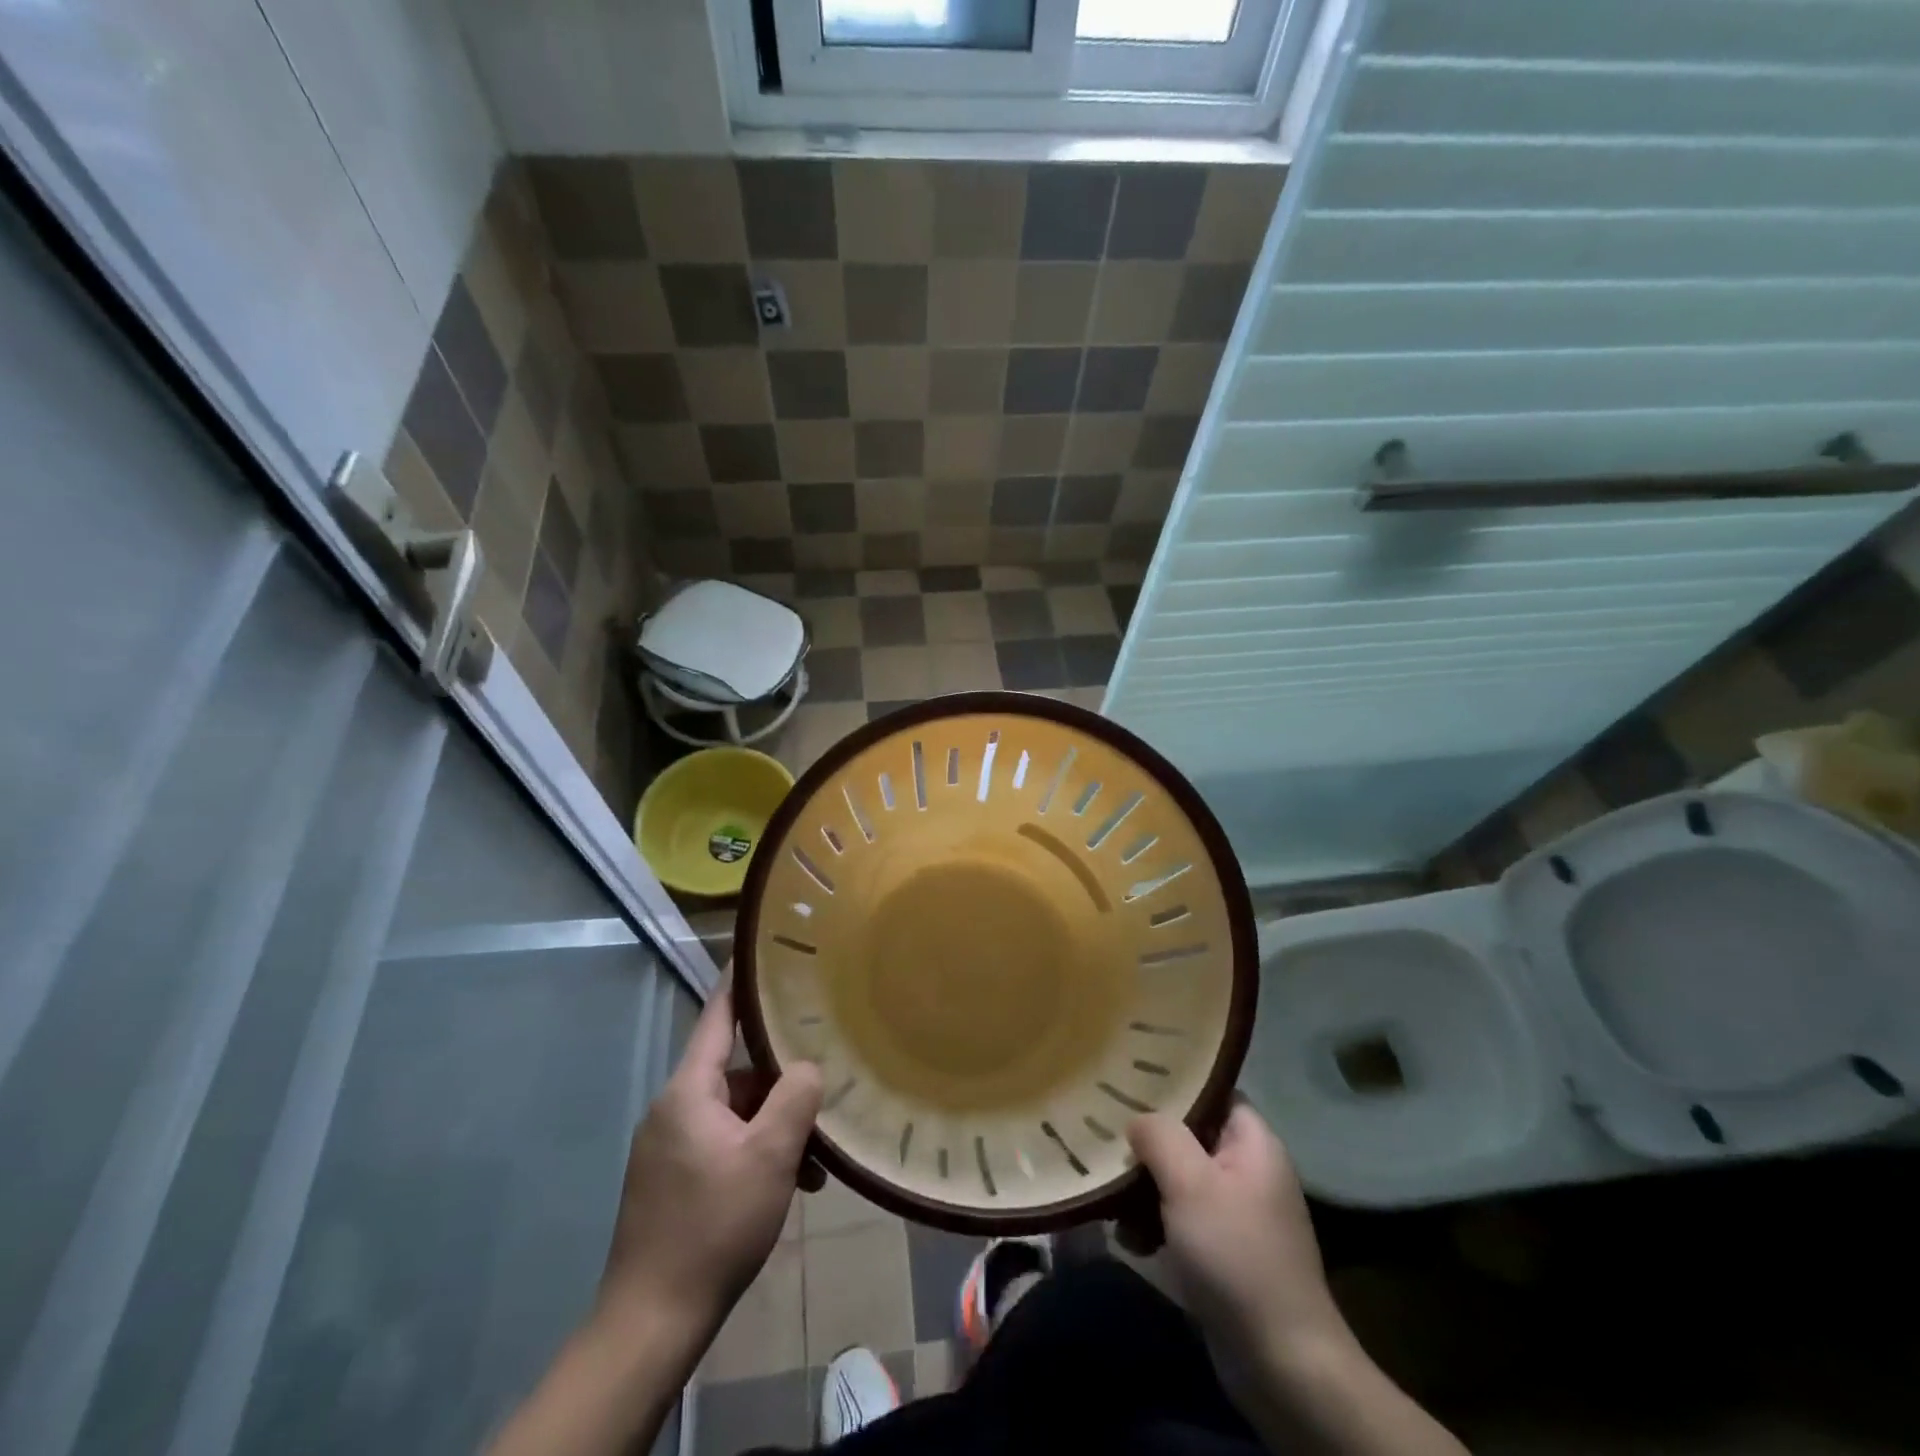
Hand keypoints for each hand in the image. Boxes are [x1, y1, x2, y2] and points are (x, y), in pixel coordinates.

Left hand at [598, 976, 822, 1341]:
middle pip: (739, 1073)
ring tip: (817, 1163)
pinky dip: (757, 1155)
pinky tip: (792, 1185)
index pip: (719, 1017)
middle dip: (783, 1085)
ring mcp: (670, 1146)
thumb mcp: (770, 1156)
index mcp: (689, 1090)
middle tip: (825, 1093)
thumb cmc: (714, 1224)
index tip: (762, 951)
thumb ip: (795, 1097)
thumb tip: (808, 1066)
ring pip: (736, 1114)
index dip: (741, 982)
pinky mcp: (672, 1180)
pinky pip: (724, 1145)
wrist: (651, 1320)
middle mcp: (674, 1108)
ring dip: (777, 1129)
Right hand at [1129, 1105, 1471, 1455]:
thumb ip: (1160, 1135)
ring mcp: (1239, 1214)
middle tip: (1108, 1139)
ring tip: (1110, 1196)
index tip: (1128, 1083)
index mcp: (1253, 1142)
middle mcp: (1249, 1170)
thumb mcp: (1190, 1182)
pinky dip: (1156, 1225)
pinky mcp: (1226, 1253)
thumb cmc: (1236, 1254)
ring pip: (1181, 1180)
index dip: (1174, 1084)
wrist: (1282, 1363)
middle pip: (1191, 1136)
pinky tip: (1129, 1239)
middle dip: (1149, 1142)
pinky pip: (1183, 1221)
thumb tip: (1138, 1118)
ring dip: (1145, 1188)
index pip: (1212, 1091)